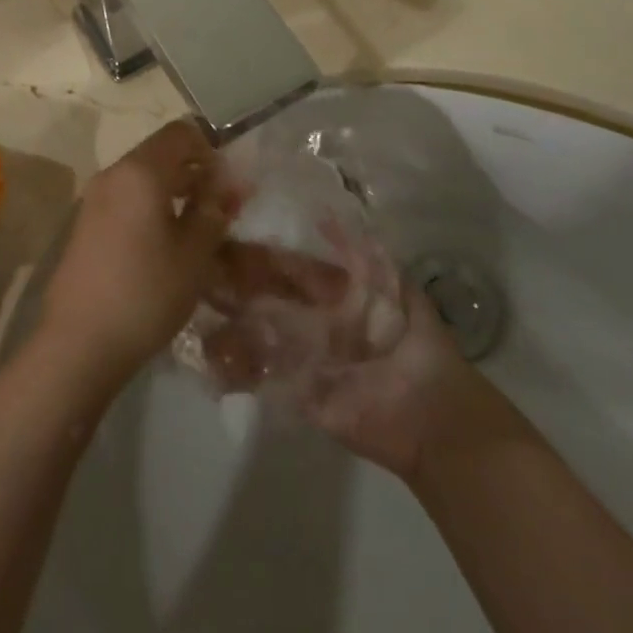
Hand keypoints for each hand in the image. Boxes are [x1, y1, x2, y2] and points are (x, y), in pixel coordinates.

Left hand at [35, 121, 240, 396]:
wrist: (78, 341)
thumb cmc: (146, 292)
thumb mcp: (194, 254)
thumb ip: (214, 210)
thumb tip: (230, 183)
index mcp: (140, 171)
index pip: (181, 132)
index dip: (210, 148)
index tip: (229, 182)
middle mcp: (113, 173)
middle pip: (160, 152)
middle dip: (194, 171)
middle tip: (221, 208)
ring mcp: (94, 197)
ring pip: (143, 176)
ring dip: (173, 189)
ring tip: (198, 227)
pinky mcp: (85, 222)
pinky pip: (126, 197)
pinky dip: (150, 205)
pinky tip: (165, 243)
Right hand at [205, 245, 468, 481]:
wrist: (435, 421)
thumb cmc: (418, 347)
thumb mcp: (395, 288)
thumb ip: (360, 254)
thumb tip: (324, 211)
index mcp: (334, 295)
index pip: (288, 269)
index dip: (259, 256)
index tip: (224, 241)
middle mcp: (313, 322)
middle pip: (266, 299)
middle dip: (235, 286)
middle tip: (200, 272)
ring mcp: (302, 358)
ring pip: (257, 335)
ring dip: (228, 324)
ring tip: (197, 310)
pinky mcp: (299, 395)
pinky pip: (262, 378)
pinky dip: (236, 369)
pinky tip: (209, 356)